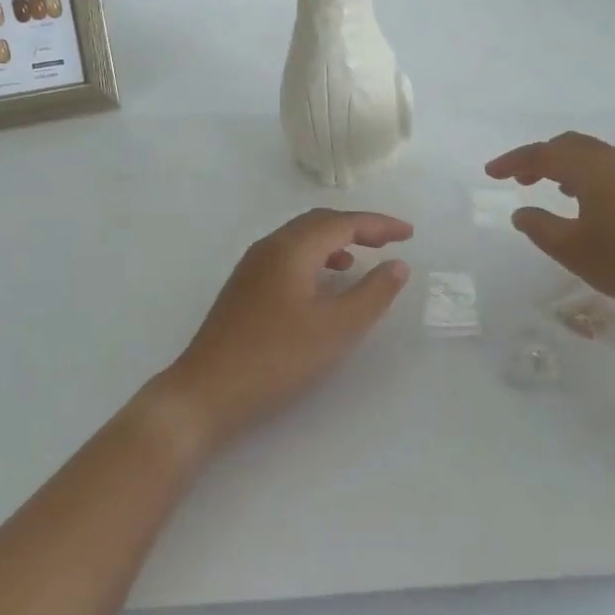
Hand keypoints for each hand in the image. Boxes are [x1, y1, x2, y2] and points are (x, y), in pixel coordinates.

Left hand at [154, 209, 412, 452]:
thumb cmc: (275, 359)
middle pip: (320, 222)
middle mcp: (269, 247)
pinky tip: (322, 285)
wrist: (205, 392)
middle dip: (357, 227)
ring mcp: (252, 267)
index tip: (409, 234)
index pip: (342, 222)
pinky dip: (315, 259)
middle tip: (390, 241)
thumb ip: (372, 294)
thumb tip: (397, 265)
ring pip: (301, 238)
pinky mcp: (244, 288)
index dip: (378, 225)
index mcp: (291, 248)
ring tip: (360, 260)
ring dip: (335, 242)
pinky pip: (288, 256)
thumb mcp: (335, 329)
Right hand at [485, 132, 614, 336]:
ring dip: (566, 166)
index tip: (490, 173)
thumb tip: (521, 211)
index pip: (543, 153)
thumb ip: (541, 228)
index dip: (513, 161)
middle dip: (539, 157)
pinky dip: (588, 176)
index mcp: (591, 168)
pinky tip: (590, 203)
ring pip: (593, 156)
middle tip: (518, 177)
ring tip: (550, 187)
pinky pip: (611, 169)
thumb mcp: (576, 251)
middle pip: (569, 145)